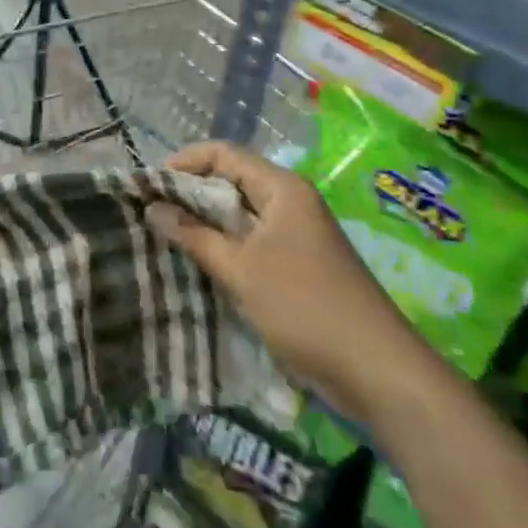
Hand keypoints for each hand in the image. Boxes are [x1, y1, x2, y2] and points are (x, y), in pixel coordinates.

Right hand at [147, 142, 436, 419]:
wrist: (377, 372)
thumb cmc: (305, 306)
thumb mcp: (241, 269)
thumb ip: (194, 236)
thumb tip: (152, 208)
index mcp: (282, 189)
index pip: (224, 154)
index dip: (185, 162)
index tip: (150, 184)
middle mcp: (290, 203)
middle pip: (231, 182)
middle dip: (191, 194)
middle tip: (151, 212)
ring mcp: (297, 236)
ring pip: (240, 215)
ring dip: (205, 224)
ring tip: (166, 236)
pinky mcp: (298, 266)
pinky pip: (252, 243)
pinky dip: (225, 247)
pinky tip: (199, 264)